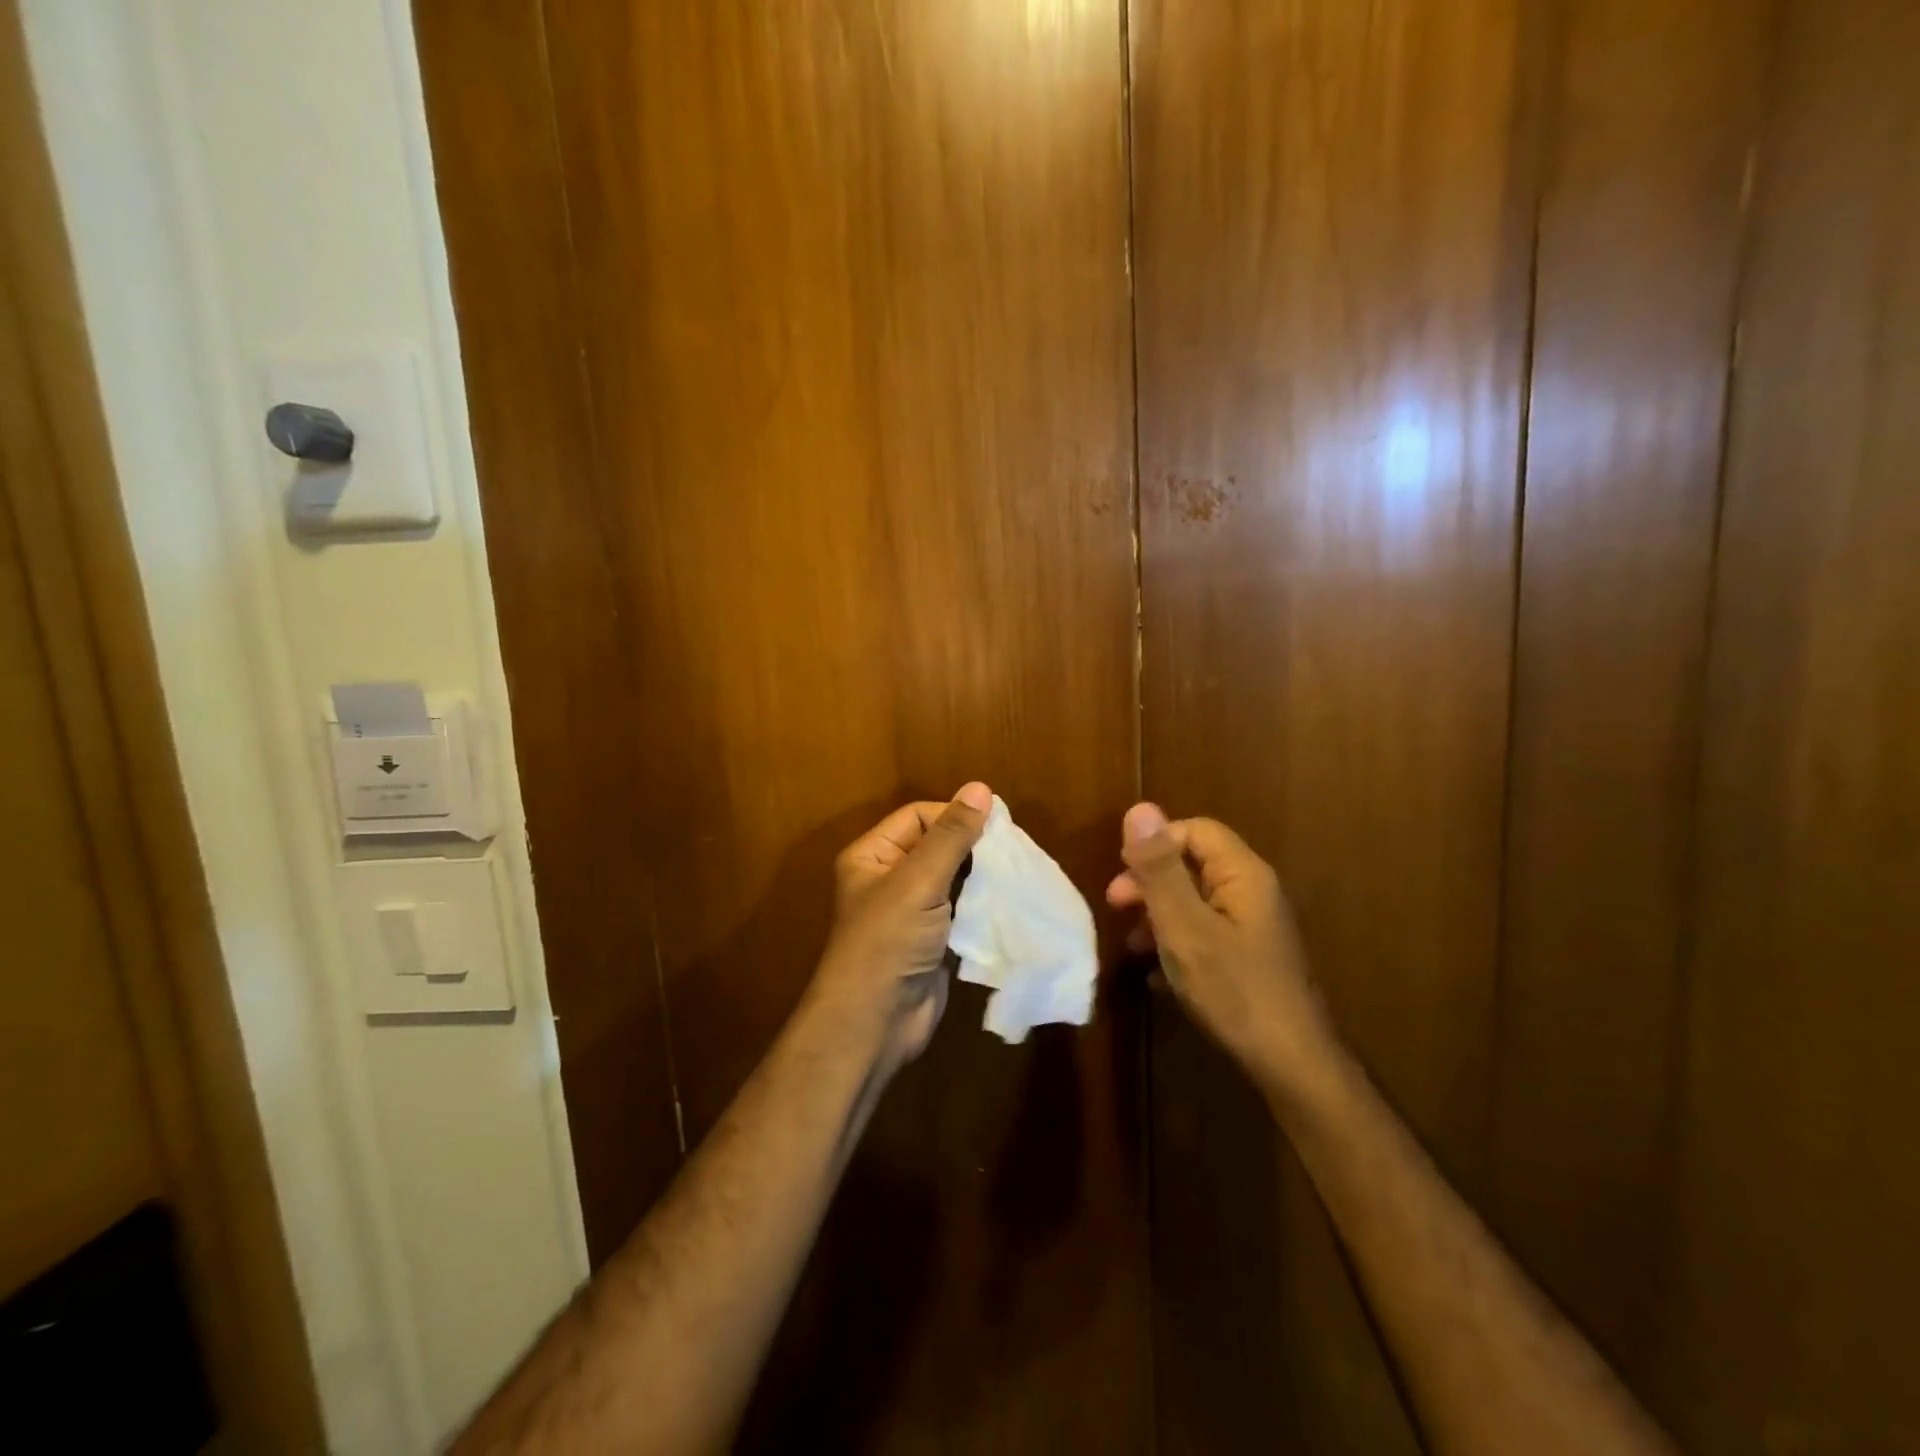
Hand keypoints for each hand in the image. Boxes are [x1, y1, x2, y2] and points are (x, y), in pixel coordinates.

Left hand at [812, 781, 992, 1066]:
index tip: (996, 824)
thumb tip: (979, 788)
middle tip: (1013, 848)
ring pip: (953, 880)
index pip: (918, 817)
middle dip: (973, 846)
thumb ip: (951, 835)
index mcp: (872, 855)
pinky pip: (961, 911)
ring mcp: (911, 913)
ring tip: (1017, 872)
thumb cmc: (889, 940)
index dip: (954, 815)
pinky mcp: (932, 941)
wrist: (876, 1023)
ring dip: (982, 876)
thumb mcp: (919, 880)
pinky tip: (1009, 902)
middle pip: (937, 846)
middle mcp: (889, 879)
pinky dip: (983, 905)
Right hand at [1107, 804, 1337, 1101]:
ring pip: (1195, 900)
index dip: (1155, 845)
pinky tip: (1155, 972)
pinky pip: (1205, 931)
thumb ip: (1159, 869)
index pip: (1195, 830)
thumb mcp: (1184, 926)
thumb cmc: (1233, 989)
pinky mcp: (1249, 956)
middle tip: (1116, 907)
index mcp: (1242, 874)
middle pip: (1194, 864)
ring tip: (1130, 945)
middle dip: (1150, 882)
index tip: (1124, 876)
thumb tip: (1140, 808)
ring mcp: (1253, 926)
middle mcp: (1252, 891)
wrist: (1291, 1065)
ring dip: (1158, 914)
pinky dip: (1176, 942)